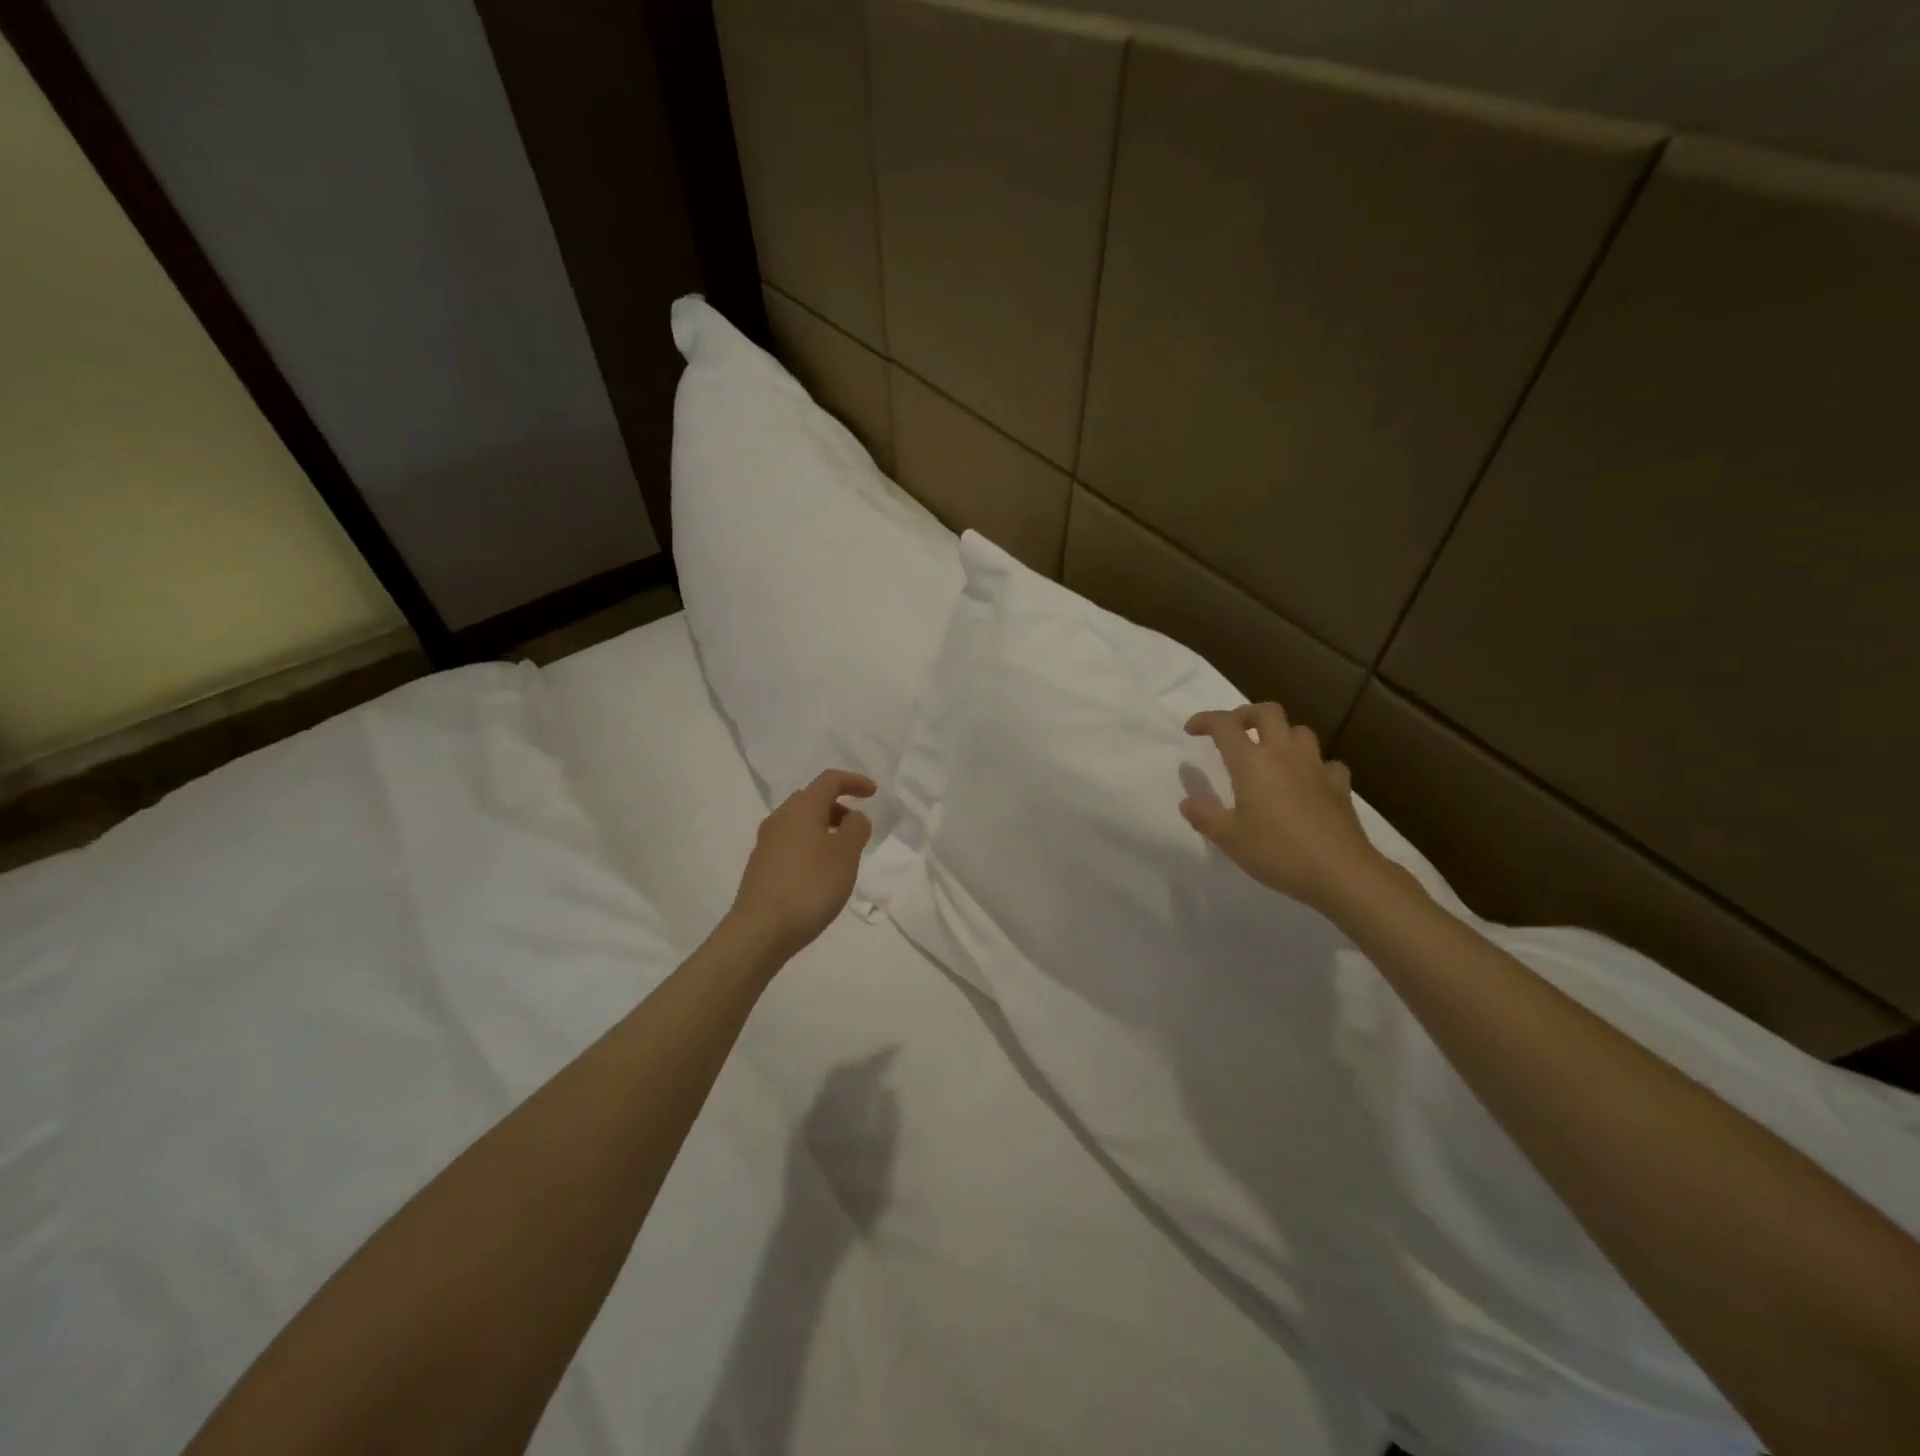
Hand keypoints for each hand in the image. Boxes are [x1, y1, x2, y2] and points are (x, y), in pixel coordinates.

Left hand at [728, 770, 876, 960]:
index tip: (873, 793)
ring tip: (842, 855)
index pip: (829, 780)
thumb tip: (853, 817)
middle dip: (838, 806)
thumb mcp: (846, 855)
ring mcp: (766, 843)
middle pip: (812, 799)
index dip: (854, 782)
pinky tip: (820, 874)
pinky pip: (791, 844)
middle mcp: (780, 819)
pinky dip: (811, 846)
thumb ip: (856, 828)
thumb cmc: (810, 886)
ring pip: (800, 823)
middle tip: (857, 827)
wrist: (760, 930)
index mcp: (801, 809)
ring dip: (824, 829)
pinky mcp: (761, 866)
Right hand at [1181, 704, 1386, 913]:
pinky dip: (1312, 765)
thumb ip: (1204, 815)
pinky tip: (1307, 781)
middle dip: (1246, 714)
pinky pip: (1325, 762)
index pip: (1224, 724)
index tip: (1192, 730)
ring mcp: (1316, 766)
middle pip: (1267, 712)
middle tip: (1233, 731)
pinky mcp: (1339, 784)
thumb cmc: (1276, 851)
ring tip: (1269, 753)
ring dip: (1280, 734)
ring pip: (1299, 730)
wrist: (1340, 871)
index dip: (1205, 720)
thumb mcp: (1228, 838)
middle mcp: (1283, 753)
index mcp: (1251, 761)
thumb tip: (1187, 801)